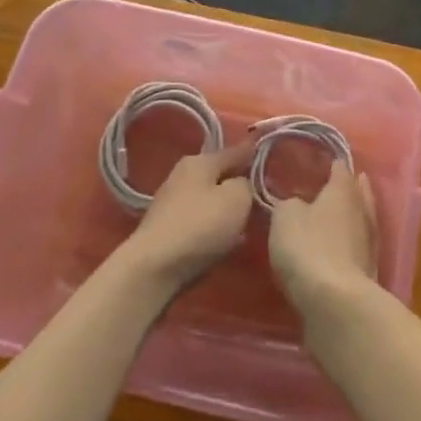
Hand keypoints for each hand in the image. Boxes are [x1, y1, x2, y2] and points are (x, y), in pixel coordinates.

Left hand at [123, 142, 256, 294]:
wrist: (153, 269)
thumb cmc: (200, 226)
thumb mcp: (236, 199)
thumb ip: (246, 185)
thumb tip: (241, 184)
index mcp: (200, 162)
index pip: (234, 151)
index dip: (253, 152)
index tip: (267, 152)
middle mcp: (182, 176)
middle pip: (219, 175)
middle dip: (238, 183)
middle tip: (261, 193)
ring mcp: (171, 203)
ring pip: (209, 199)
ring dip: (225, 208)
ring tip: (247, 220)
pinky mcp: (166, 231)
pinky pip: (199, 221)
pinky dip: (212, 227)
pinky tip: (225, 241)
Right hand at [269, 159, 378, 316]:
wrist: (335, 304)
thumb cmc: (309, 247)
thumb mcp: (285, 217)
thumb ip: (289, 204)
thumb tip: (296, 204)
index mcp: (343, 190)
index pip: (340, 168)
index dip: (331, 163)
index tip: (322, 161)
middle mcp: (361, 211)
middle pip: (357, 193)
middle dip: (347, 188)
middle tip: (335, 184)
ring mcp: (368, 245)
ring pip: (360, 222)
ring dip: (349, 219)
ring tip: (333, 216)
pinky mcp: (367, 274)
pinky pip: (355, 251)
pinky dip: (347, 247)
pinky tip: (335, 250)